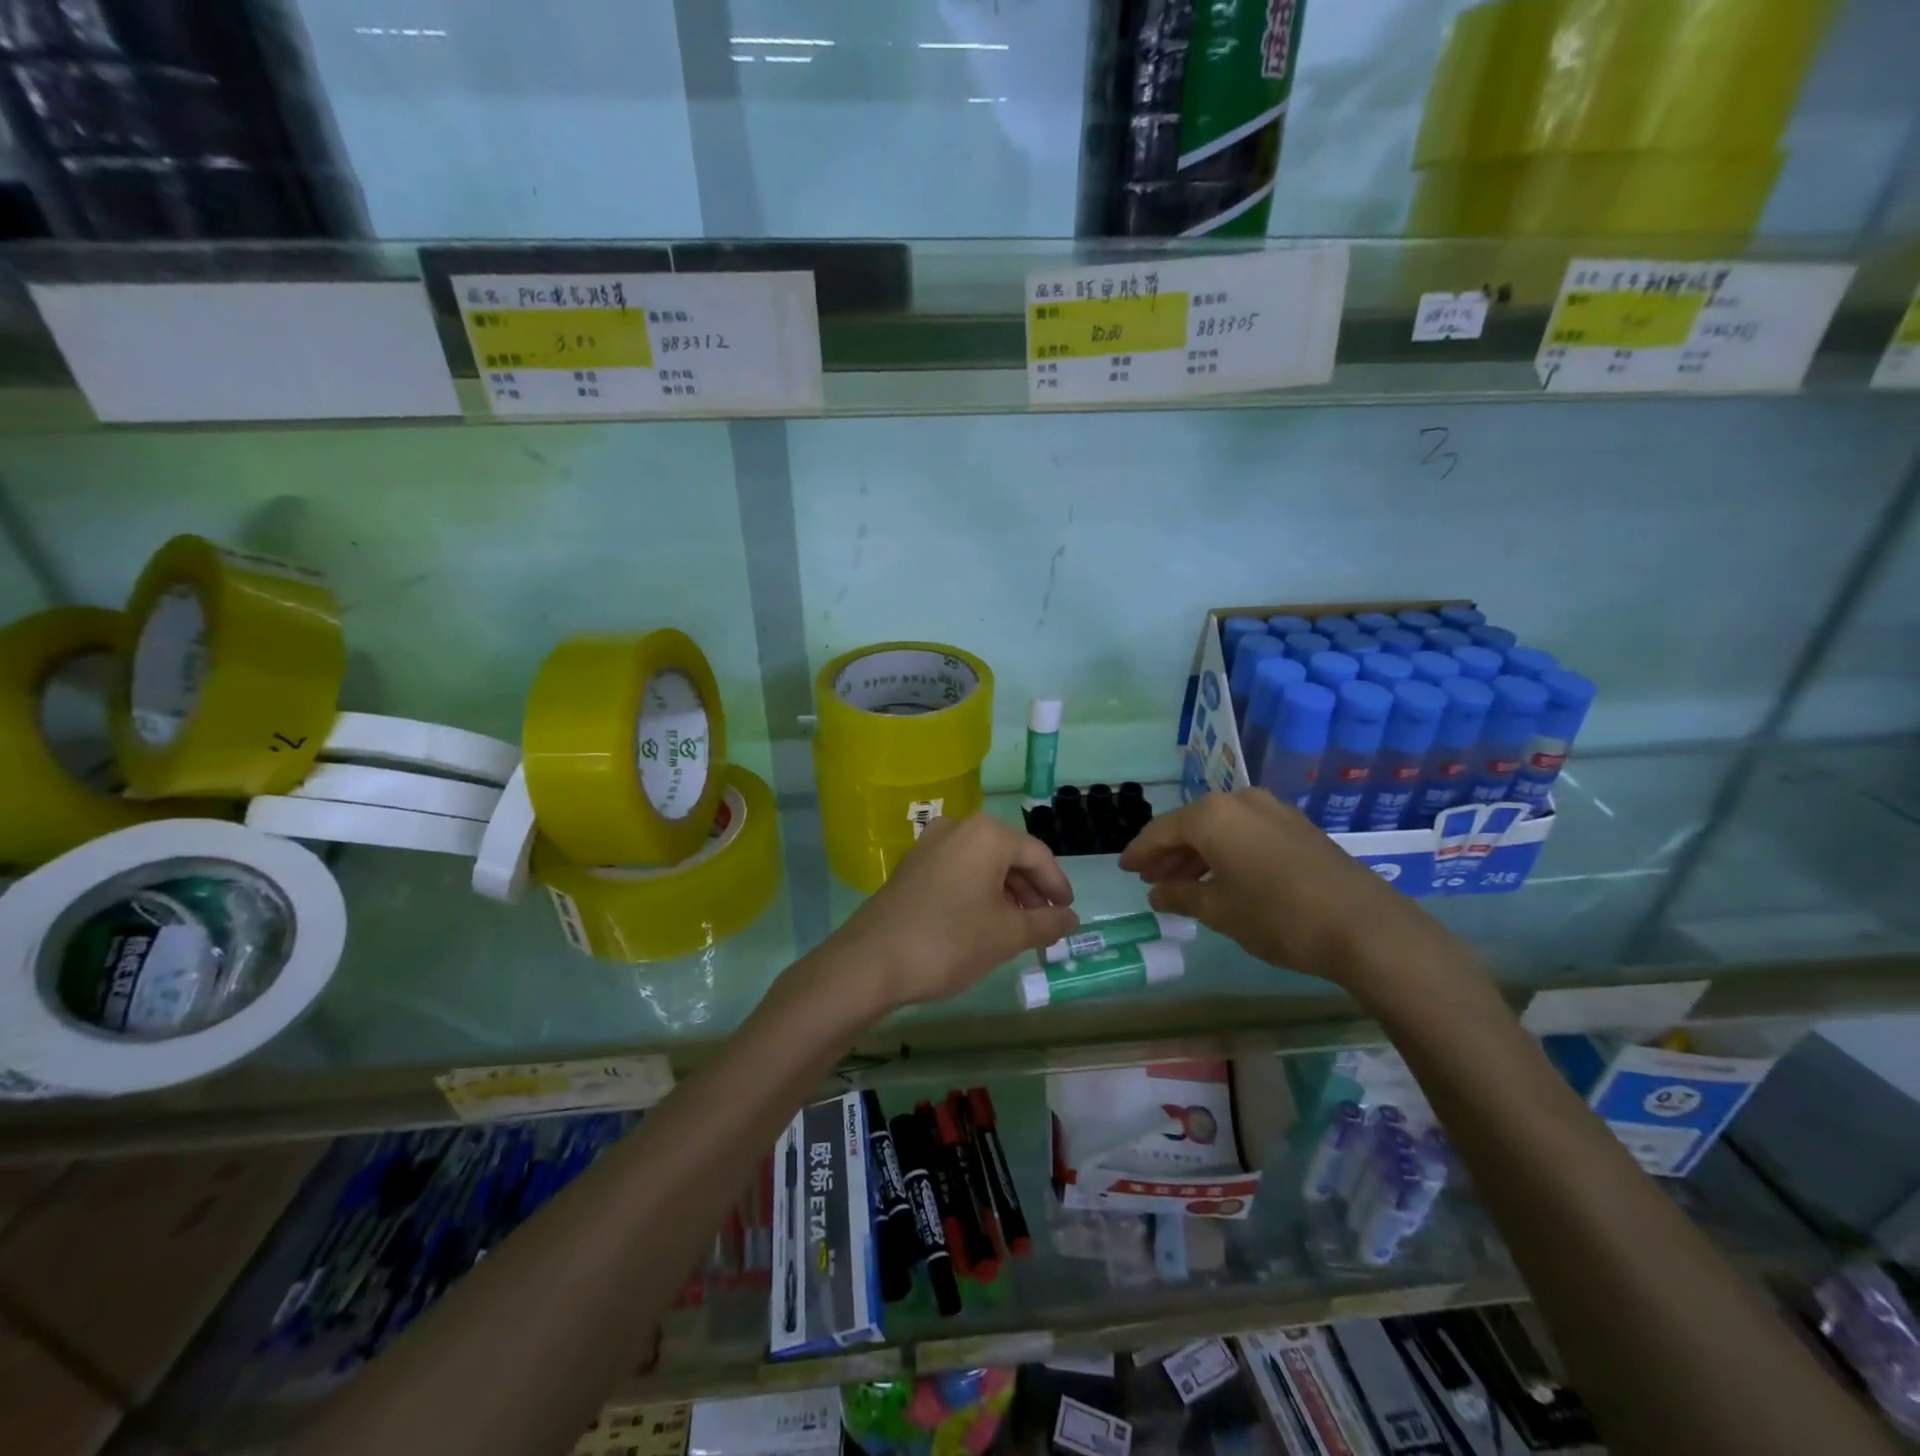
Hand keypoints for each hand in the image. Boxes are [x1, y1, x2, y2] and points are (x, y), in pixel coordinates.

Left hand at [831, 812, 1078, 1010]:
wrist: (872, 961)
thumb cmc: (950, 941)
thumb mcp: (1008, 935)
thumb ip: (1046, 923)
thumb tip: (1072, 918)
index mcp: (987, 834)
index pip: (1037, 854)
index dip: (1057, 885)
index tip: (1068, 913)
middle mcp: (958, 827)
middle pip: (1009, 855)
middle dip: (1031, 890)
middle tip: (1044, 924)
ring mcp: (930, 844)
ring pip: (982, 863)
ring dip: (1005, 892)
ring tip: (1017, 928)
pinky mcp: (912, 864)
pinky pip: (958, 870)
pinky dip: (978, 891)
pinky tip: (983, 922)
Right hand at [1118, 788, 1462, 991]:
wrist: (1366, 927)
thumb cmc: (1278, 917)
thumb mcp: (1220, 911)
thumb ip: (1181, 896)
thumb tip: (1157, 892)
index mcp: (1212, 815)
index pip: (1161, 831)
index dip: (1140, 852)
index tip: (1125, 869)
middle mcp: (1239, 801)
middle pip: (1191, 825)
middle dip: (1169, 854)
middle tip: (1151, 880)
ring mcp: (1272, 810)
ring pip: (1220, 829)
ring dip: (1198, 854)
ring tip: (1183, 885)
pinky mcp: (1297, 826)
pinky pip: (1246, 833)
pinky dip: (1227, 852)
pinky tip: (1223, 878)